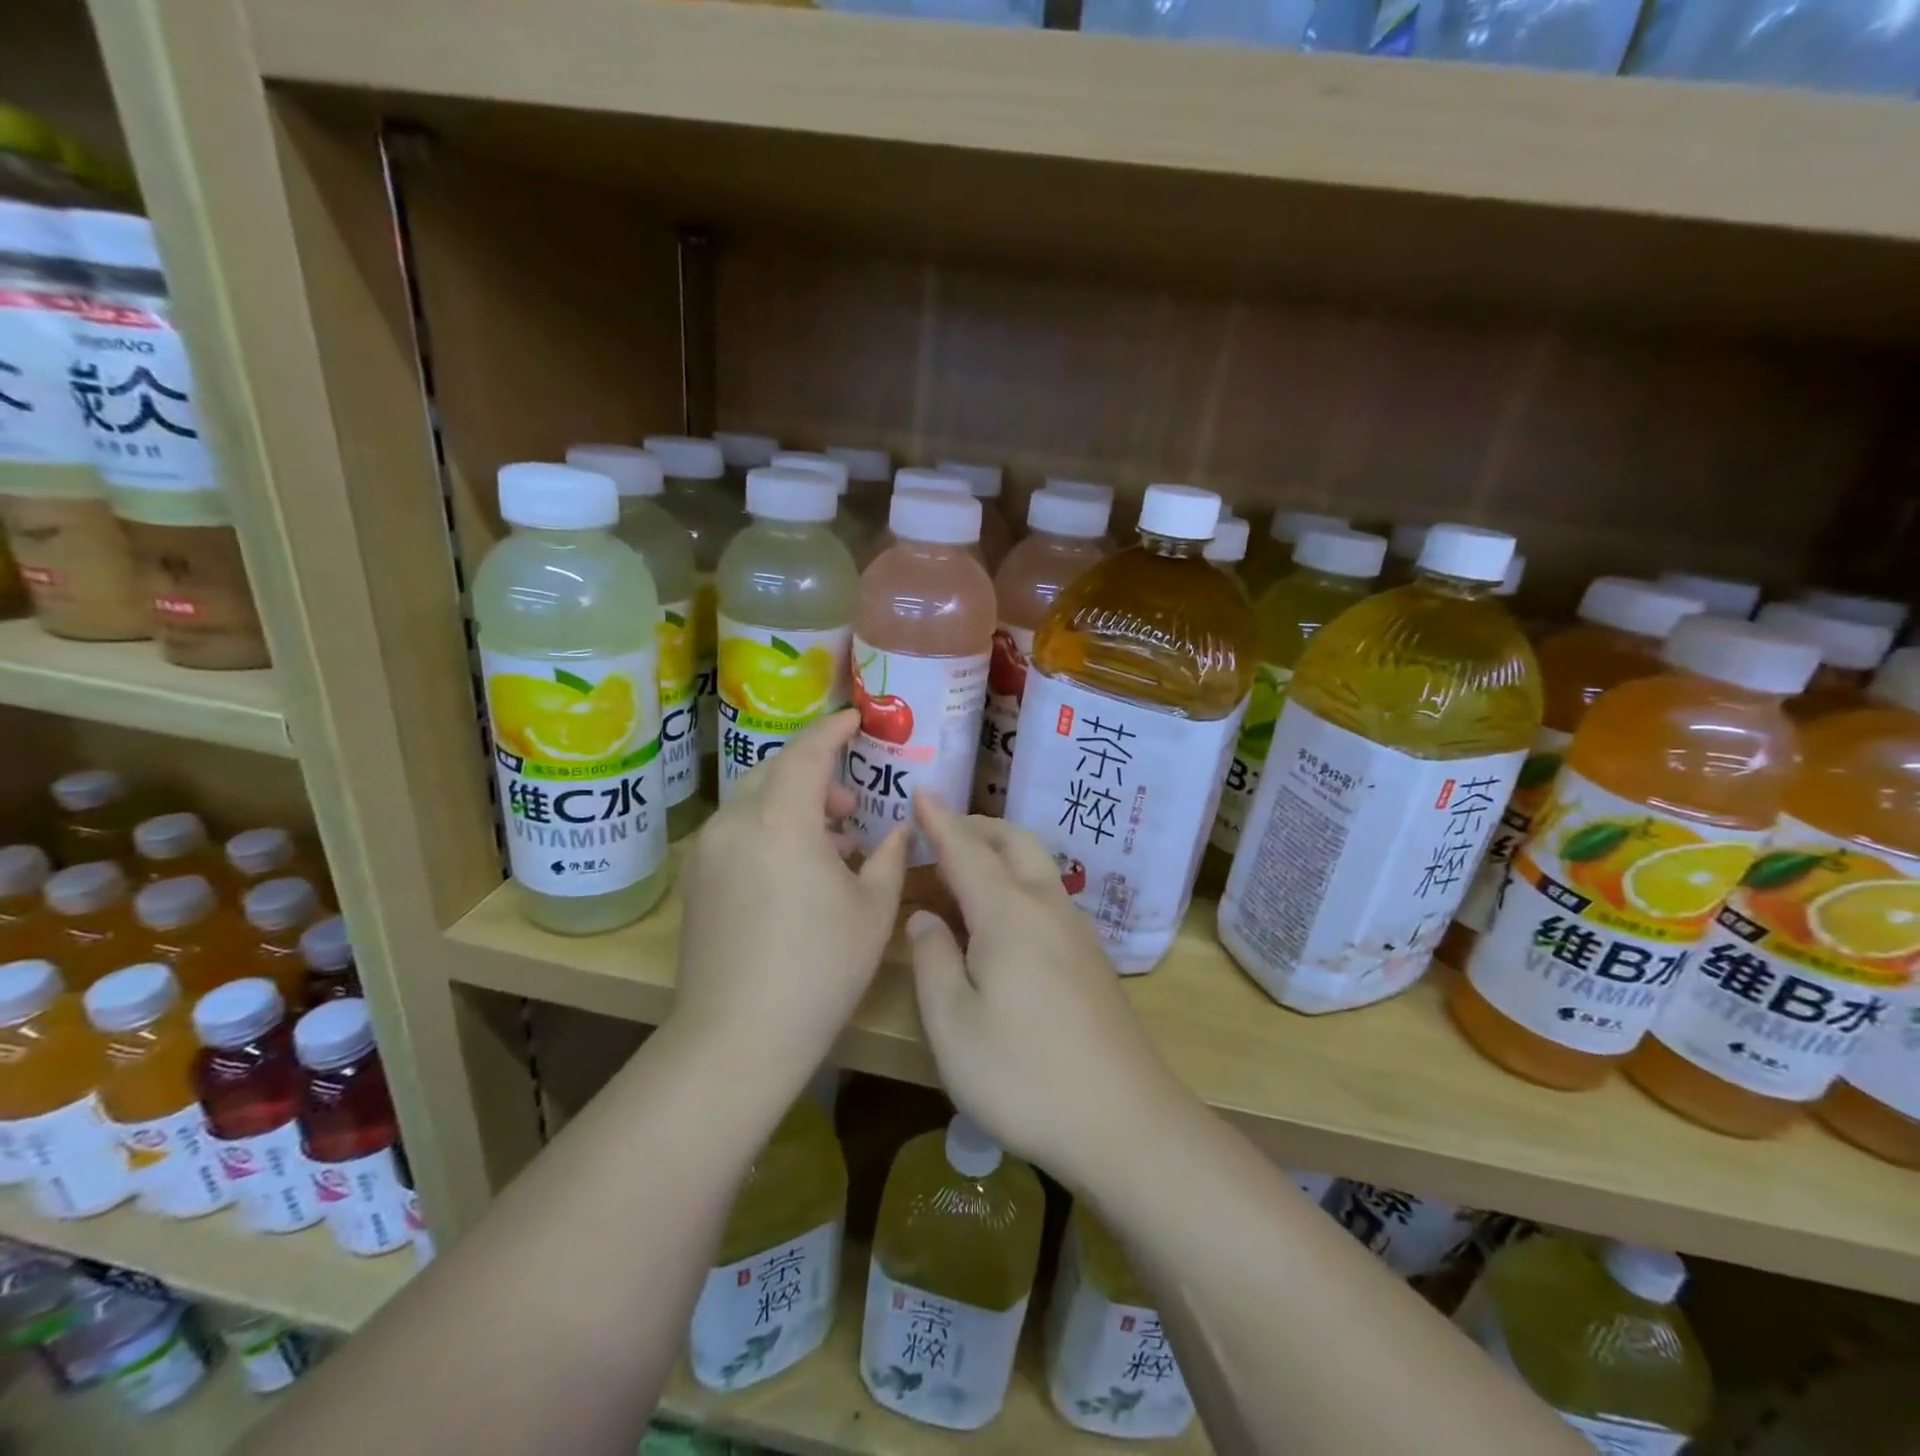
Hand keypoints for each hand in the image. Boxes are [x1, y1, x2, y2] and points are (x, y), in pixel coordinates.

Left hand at [674, 710, 907, 1089]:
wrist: (737, 1037)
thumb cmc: (819, 969)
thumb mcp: (872, 910)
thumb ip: (888, 857)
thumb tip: (899, 828)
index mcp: (781, 822)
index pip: (806, 753)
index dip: (833, 730)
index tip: (856, 718)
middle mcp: (735, 823)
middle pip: (775, 772)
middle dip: (815, 772)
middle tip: (852, 801)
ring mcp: (708, 852)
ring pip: (754, 803)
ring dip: (793, 805)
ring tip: (833, 840)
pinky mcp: (696, 880)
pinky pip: (738, 832)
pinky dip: (770, 830)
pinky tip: (797, 868)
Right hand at [906, 796, 1188, 1184]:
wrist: (1124, 1122)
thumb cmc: (1024, 1075)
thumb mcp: (953, 1025)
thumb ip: (933, 961)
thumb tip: (924, 917)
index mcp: (1007, 912)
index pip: (965, 849)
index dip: (939, 821)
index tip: (920, 792)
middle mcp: (1046, 906)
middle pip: (1012, 842)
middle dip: (974, 828)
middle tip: (937, 834)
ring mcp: (1076, 931)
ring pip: (1035, 866)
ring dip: (997, 855)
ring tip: (961, 876)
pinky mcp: (1091, 959)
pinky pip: (1046, 895)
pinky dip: (1015, 883)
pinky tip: (1000, 920)